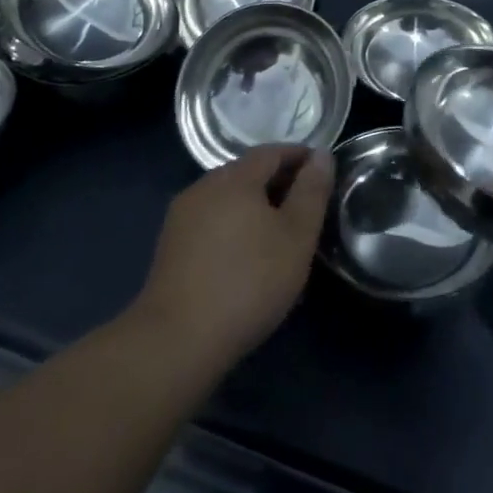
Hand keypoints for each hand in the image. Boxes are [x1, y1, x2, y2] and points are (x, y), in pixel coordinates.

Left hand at [132, 145, 332, 369]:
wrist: (176, 341)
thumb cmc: (248, 282)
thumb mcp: (296, 237)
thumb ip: (311, 192)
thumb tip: (321, 155)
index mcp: (234, 178)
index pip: (271, 152)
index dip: (299, 157)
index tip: (322, 172)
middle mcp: (203, 187)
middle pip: (247, 172)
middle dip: (278, 181)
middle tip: (306, 205)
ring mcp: (181, 217)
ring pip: (227, 198)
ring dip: (255, 205)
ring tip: (280, 231)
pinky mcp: (170, 247)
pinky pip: (211, 220)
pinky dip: (234, 224)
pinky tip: (246, 253)